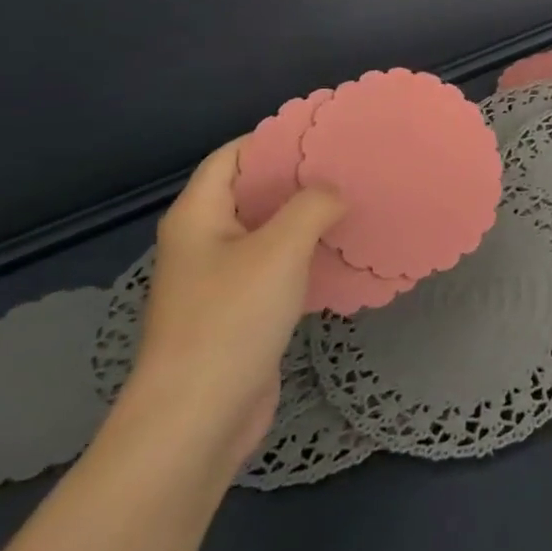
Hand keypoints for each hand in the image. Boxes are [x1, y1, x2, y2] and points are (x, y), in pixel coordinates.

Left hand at [124, 140, 344, 472]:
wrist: (198, 419)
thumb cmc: (231, 319)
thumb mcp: (280, 248)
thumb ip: (313, 205)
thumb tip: (334, 192)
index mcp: (198, 216)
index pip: (232, 156)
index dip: (273, 138)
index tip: (321, 131)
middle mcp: (203, 242)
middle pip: (251, 192)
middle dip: (297, 178)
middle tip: (347, 165)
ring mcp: (219, 282)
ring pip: (267, 233)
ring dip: (306, 219)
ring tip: (353, 201)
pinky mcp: (239, 314)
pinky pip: (276, 270)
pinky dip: (305, 256)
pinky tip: (340, 254)